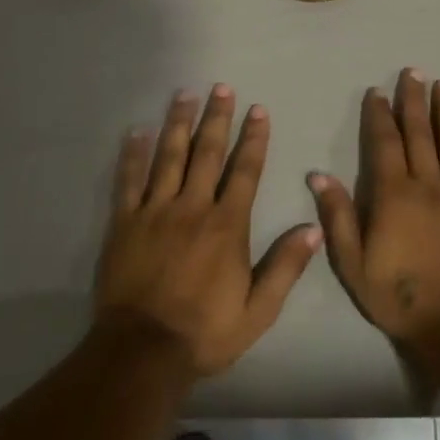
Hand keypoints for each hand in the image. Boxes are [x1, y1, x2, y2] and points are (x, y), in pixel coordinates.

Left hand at [96, 85, 321, 378]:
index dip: (253, 139)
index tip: (258, 110)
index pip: (245, 171)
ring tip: (185, 94)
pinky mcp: (124, 223)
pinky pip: (128, 181)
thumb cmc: (205, 331)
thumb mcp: (258, 310)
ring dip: (179, 123)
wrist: (143, 351)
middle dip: (217, 118)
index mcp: (227, 225)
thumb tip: (314, 228)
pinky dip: (133, 154)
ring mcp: (155, 212)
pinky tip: (137, 131)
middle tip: (221, 87)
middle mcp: (192, 208)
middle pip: (207, 153)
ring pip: (169, 157)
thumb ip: (285, 266)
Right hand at [310, 70, 439, 352]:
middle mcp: (427, 184)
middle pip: (420, 133)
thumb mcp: (354, 263)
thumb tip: (319, 175)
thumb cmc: (399, 295)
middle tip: (413, 72)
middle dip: (414, 100)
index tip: (377, 93)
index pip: (385, 143)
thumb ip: (338, 216)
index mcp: (393, 194)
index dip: (380, 115)